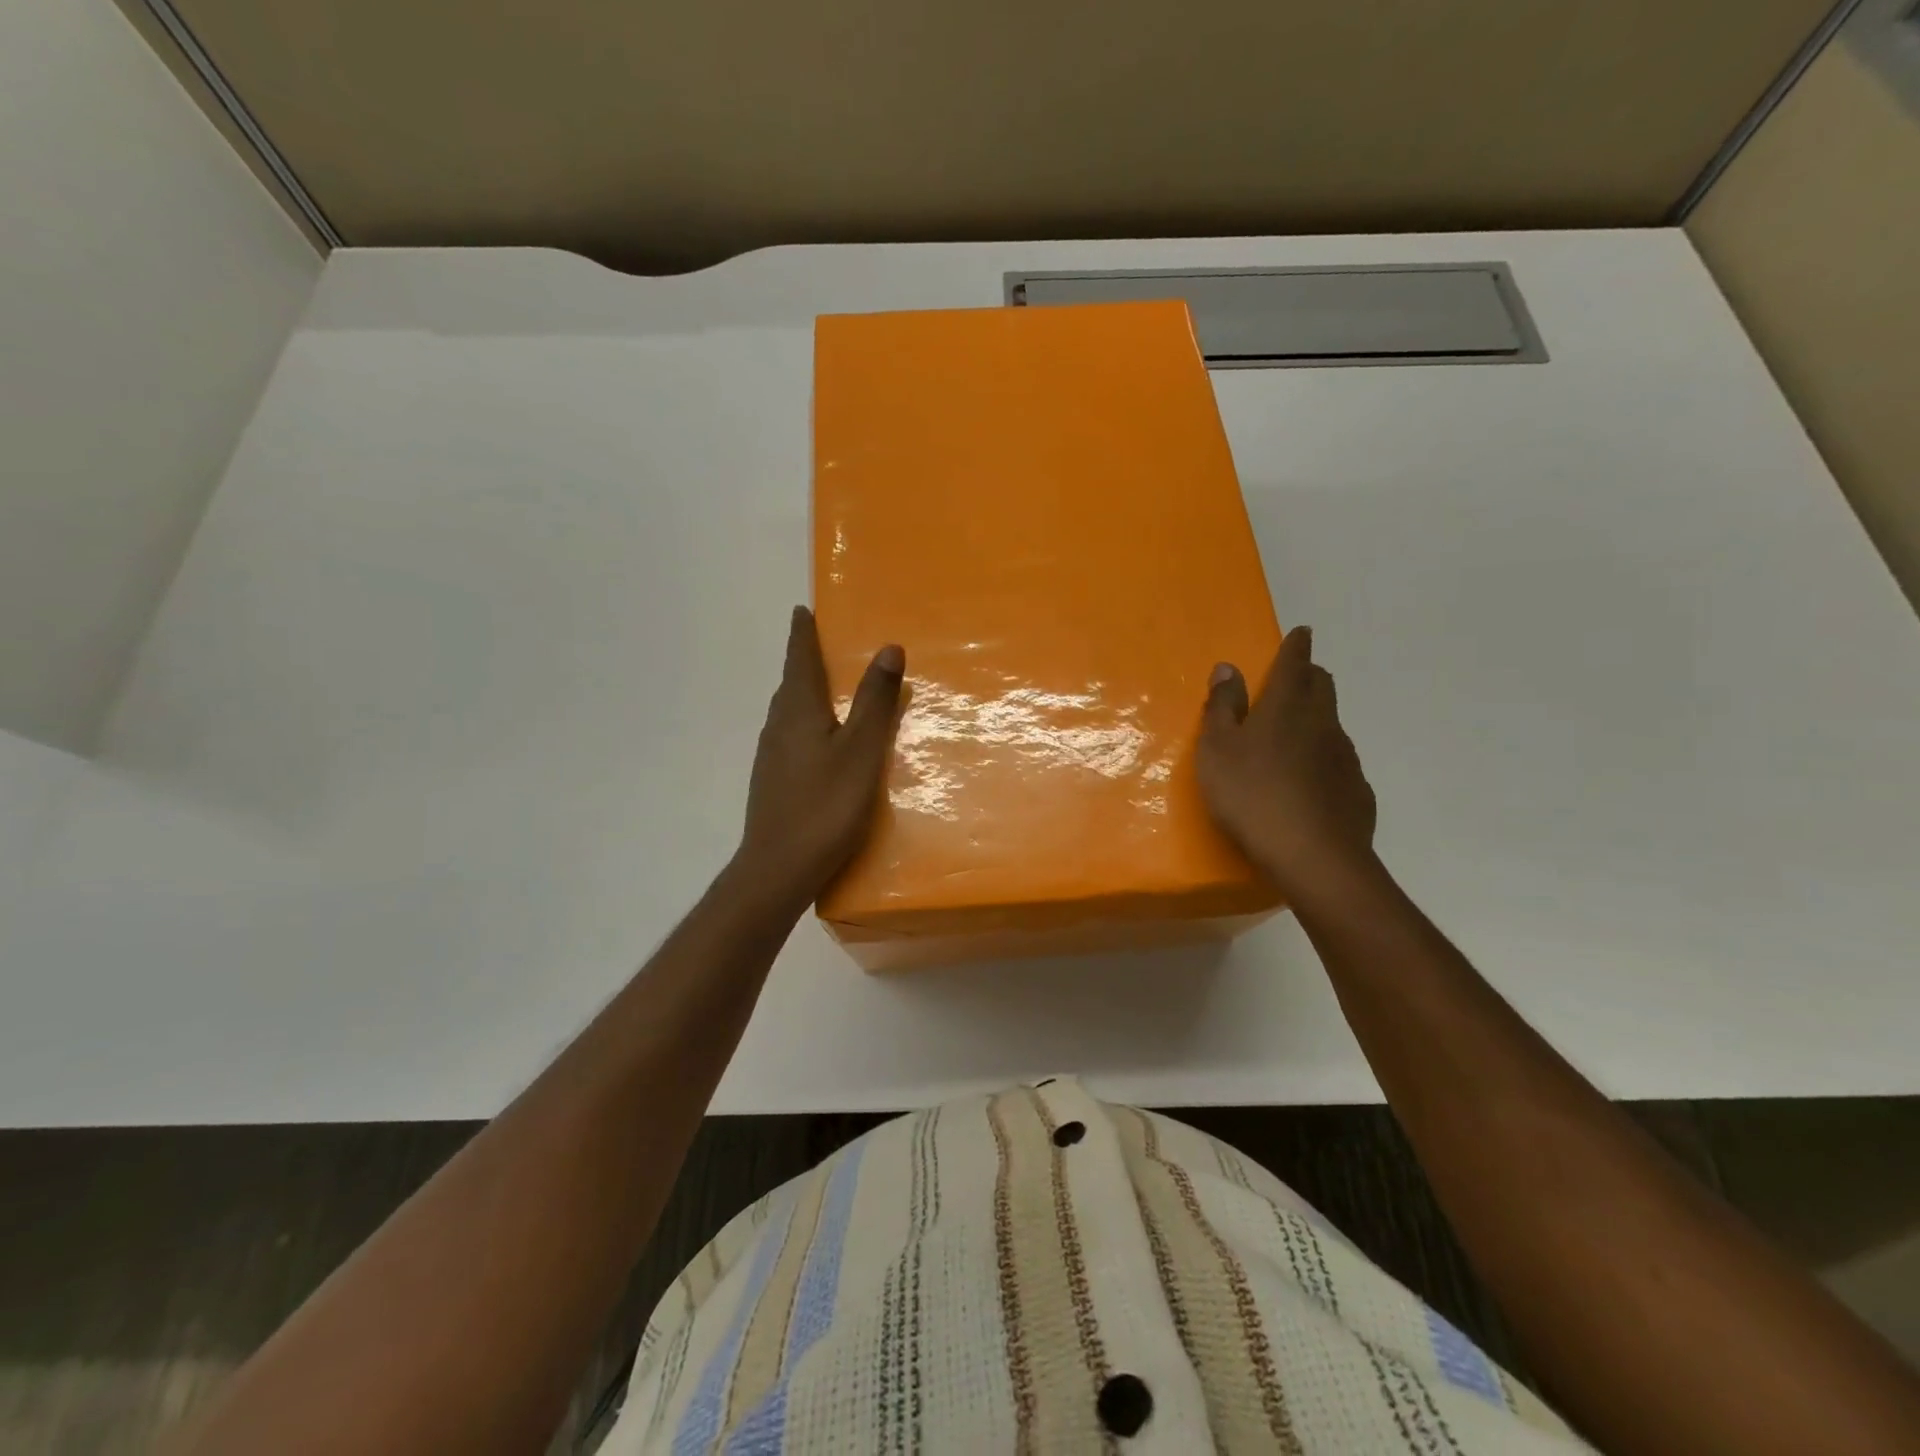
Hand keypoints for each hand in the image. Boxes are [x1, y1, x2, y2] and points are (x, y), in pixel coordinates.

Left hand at [738, 606, 904, 899]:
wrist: (778, 869)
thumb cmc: (825, 806)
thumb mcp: (862, 751)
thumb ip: (875, 701)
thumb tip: (888, 648)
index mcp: (799, 712)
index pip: (800, 661)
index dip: (803, 635)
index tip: (801, 611)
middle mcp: (778, 727)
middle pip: (791, 685)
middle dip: (804, 662)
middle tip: (820, 646)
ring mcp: (771, 757)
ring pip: (788, 713)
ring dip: (803, 694)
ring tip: (825, 689)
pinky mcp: (773, 782)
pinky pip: (790, 737)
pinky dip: (805, 724)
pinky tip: (819, 743)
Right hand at [1198, 626, 1377, 904]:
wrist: (1312, 856)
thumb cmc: (1251, 795)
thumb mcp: (1218, 750)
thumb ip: (1222, 707)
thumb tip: (1228, 667)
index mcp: (1287, 706)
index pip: (1296, 663)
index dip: (1296, 646)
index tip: (1301, 632)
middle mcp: (1323, 722)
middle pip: (1322, 686)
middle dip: (1309, 676)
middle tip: (1292, 679)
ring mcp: (1345, 757)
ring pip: (1332, 724)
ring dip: (1315, 718)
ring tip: (1294, 735)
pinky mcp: (1356, 790)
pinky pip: (1339, 761)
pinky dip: (1323, 758)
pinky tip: (1309, 781)